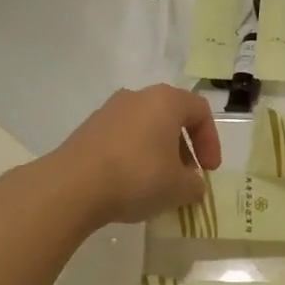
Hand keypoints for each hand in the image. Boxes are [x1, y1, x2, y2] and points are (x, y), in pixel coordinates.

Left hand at [44, 86, 221, 226]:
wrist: (73, 185)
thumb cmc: (137, 176)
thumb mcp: (178, 188)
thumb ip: (194, 185)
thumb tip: (193, 184)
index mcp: (166, 100)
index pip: (200, 111)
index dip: (211, 141)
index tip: (208, 171)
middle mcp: (138, 96)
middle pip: (171, 116)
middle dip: (184, 148)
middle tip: (185, 177)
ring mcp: (110, 110)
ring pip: (145, 126)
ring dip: (158, 152)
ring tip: (158, 184)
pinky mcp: (89, 128)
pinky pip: (123, 137)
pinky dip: (134, 155)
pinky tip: (130, 184)